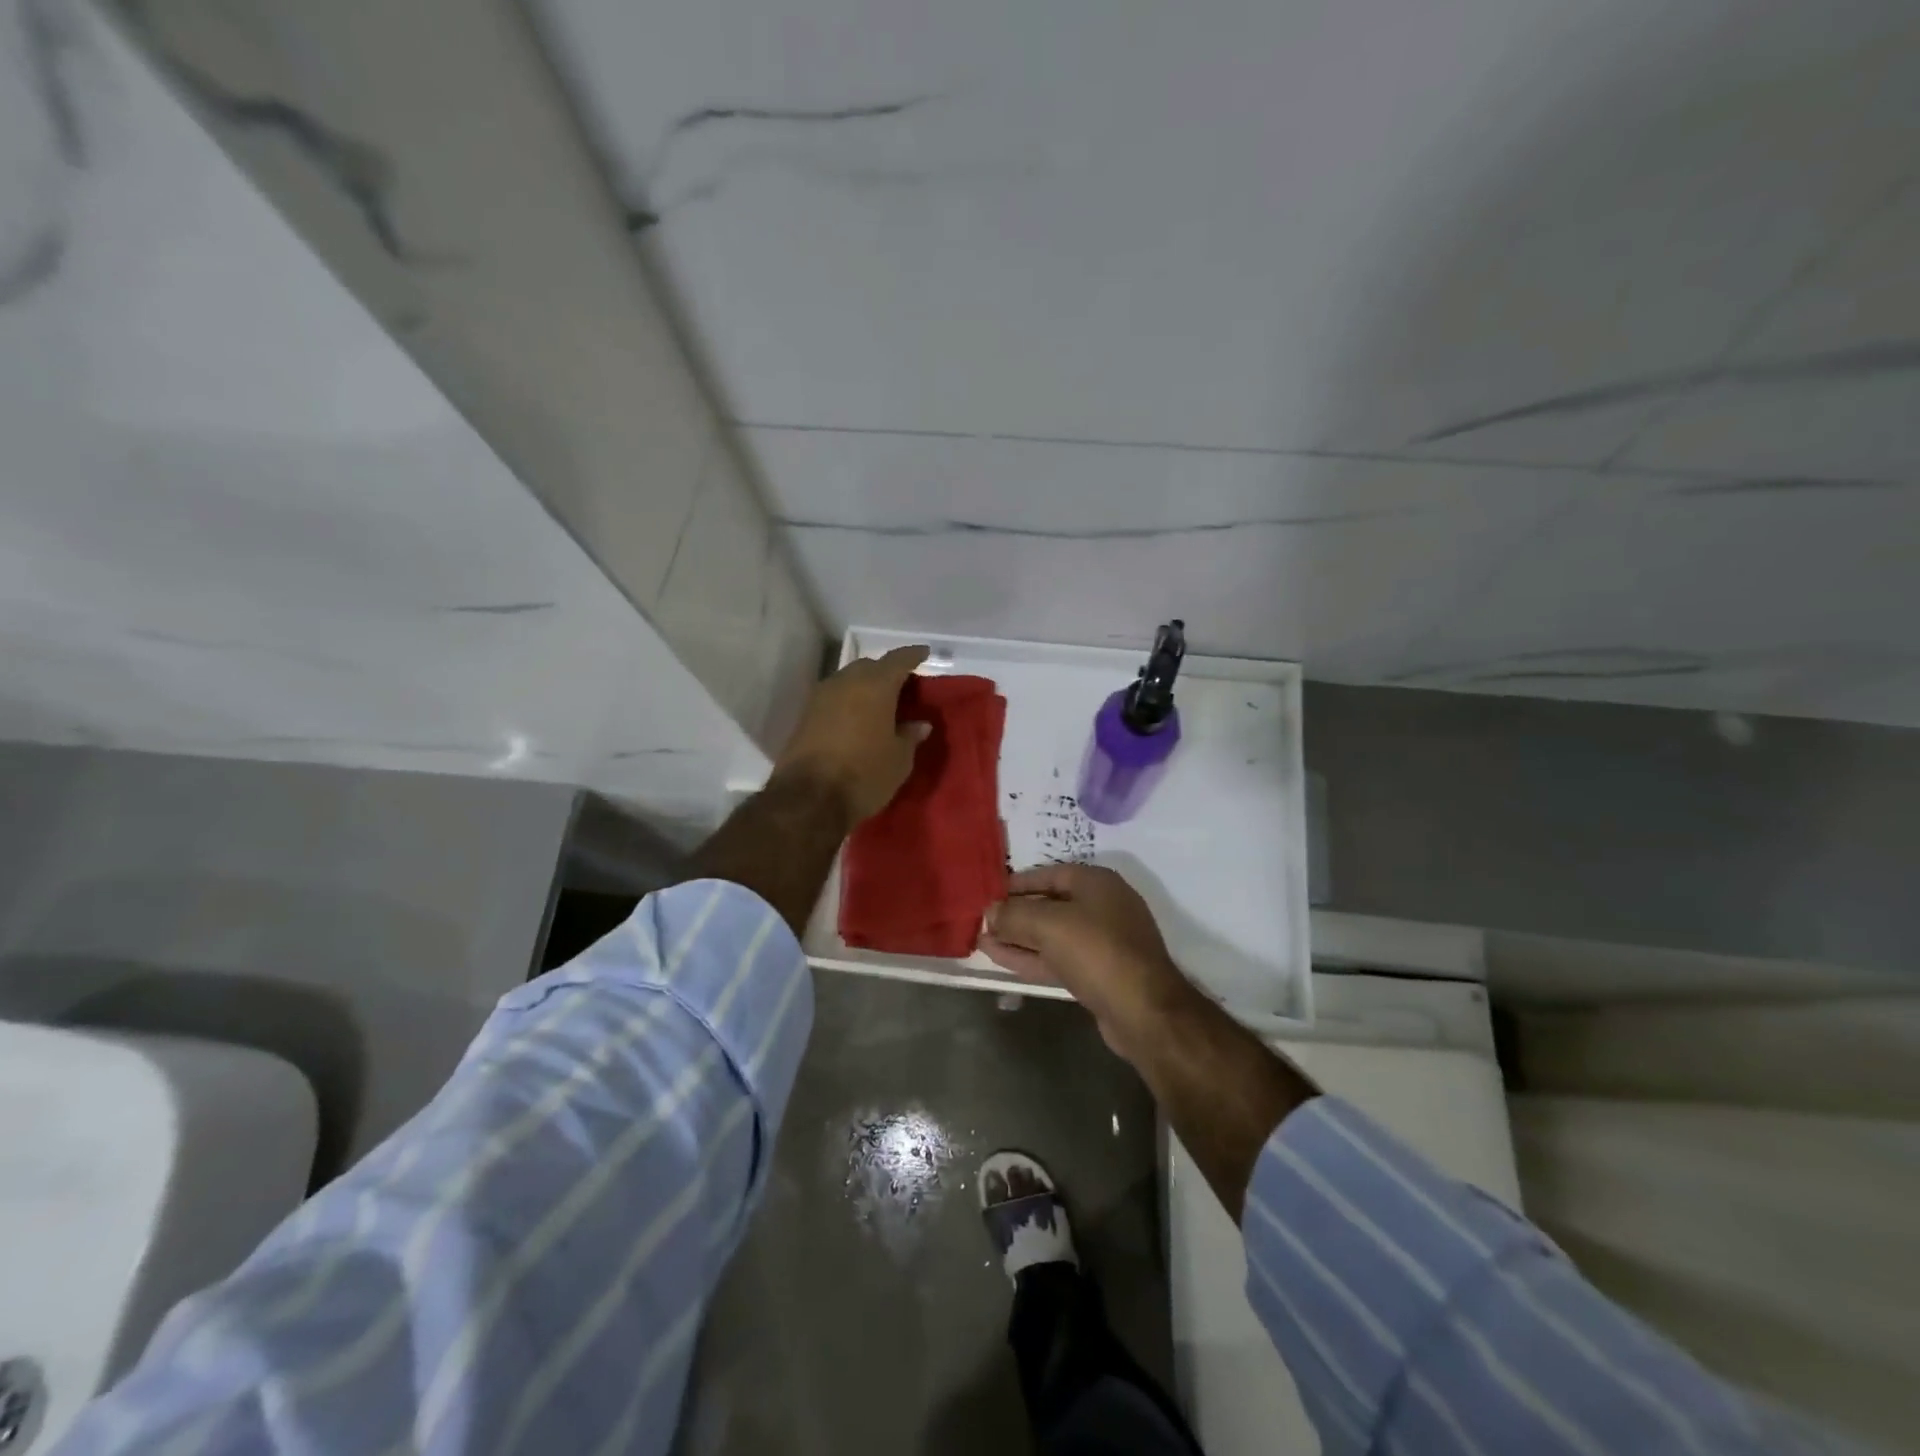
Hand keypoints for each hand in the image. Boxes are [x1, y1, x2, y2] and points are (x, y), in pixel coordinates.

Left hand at [773, 645, 932, 824]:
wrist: (808, 798)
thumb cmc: (865, 774)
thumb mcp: (899, 760)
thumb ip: (910, 736)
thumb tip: (919, 724)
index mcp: (875, 685)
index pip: (898, 660)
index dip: (913, 656)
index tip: (924, 653)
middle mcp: (846, 682)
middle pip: (870, 666)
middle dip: (887, 672)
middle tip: (902, 686)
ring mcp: (821, 697)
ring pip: (848, 681)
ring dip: (864, 687)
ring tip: (879, 703)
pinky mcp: (805, 716)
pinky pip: (834, 698)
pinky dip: (848, 702)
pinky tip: (857, 718)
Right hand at [980, 864, 1199, 1058]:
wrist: (1143, 1011)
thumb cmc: (1097, 952)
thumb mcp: (1048, 925)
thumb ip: (1014, 914)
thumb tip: (990, 911)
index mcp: (1097, 883)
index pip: (1050, 874)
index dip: (1018, 883)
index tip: (990, 892)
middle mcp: (1102, 907)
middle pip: (1050, 904)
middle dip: (1016, 912)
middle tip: (983, 919)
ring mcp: (1103, 942)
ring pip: (1052, 935)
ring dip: (1019, 937)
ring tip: (983, 939)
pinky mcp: (1098, 974)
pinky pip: (1058, 958)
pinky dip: (1031, 956)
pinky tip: (1000, 957)